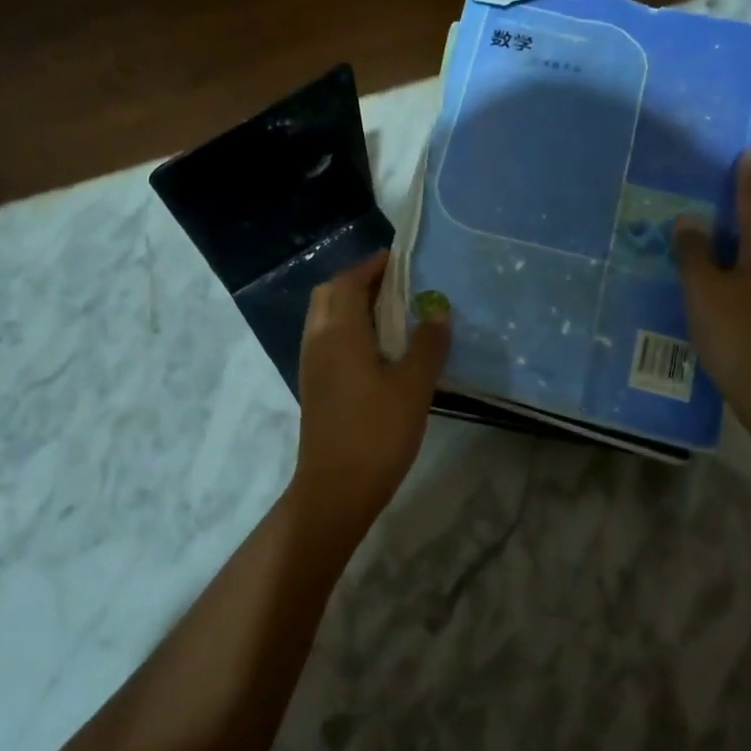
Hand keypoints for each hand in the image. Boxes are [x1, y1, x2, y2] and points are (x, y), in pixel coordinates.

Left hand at [289, 252, 450, 532]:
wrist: (336, 488)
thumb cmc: (377, 432)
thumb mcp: (413, 386)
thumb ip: (427, 344)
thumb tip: (438, 311)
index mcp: (338, 331)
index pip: (349, 281)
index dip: (373, 267)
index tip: (400, 262)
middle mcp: (317, 340)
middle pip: (330, 294)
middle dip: (359, 282)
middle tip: (396, 287)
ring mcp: (311, 364)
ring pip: (325, 318)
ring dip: (352, 306)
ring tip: (391, 315)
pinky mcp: (314, 385)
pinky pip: (327, 340)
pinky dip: (347, 330)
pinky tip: (377, 350)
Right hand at [673, 152, 750, 424]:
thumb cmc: (735, 332)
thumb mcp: (703, 289)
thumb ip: (693, 253)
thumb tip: (689, 220)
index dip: (748, 181)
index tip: (747, 155)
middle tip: (736, 184)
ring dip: (749, 233)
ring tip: (728, 225)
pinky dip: (744, 261)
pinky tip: (730, 273)